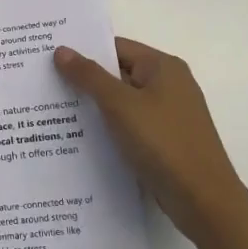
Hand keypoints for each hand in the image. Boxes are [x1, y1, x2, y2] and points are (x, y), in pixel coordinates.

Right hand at [54, 37, 247, 243]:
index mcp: (163, 67)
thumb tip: (61, 50)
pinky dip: (108, 129)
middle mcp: (169, 85)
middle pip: (118, 74)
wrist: (203, 200)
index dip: (83, 52)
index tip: (49, 59)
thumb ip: (89, 76)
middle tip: (44, 84)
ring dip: (94, 108)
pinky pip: (129, 126)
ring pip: (122, 103)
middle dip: (84, 81)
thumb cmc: (163, 143)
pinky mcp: (164, 142)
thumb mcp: (120, 105)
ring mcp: (168, 115)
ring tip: (53, 112)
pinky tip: (80, 138)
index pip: (116, 48)